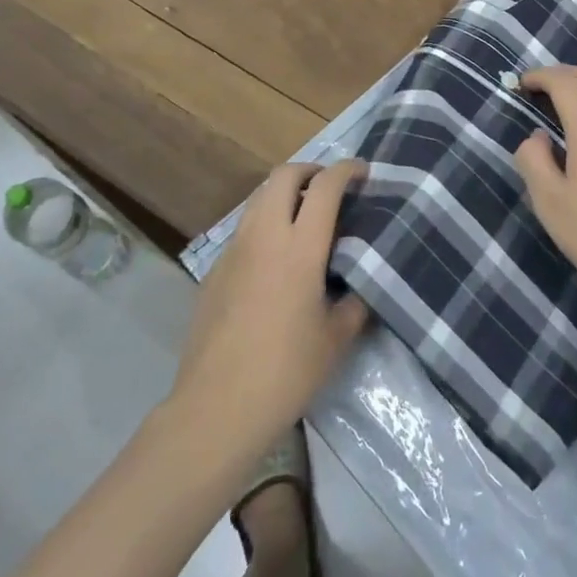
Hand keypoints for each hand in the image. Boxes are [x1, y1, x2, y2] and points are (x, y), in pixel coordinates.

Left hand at [170, 160, 369, 452]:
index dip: (345, 170)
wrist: (216, 407)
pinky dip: (265, 223)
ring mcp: (235, 250)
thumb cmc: (286, 372)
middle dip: (310, 169)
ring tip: (305, 216)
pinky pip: (245, 228)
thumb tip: (361, 281)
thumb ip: (355, 300)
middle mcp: (265, 236)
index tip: (362, 171)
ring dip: (285, 193)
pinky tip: (275, 258)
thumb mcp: (336, 339)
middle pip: (284, 175)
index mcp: (300, 248)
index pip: (325, 186)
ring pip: (259, 198)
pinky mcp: (215, 269)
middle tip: (330, 187)